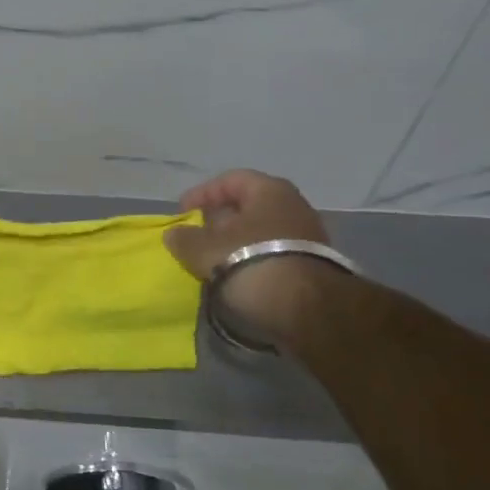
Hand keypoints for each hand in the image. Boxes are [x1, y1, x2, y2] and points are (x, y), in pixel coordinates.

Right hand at [163, 170, 337, 345]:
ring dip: (237, 242)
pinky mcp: (314, 264)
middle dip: (220, 220)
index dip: (202, 194)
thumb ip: (184, 238)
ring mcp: (308, 235)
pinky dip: (254, 258)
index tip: (182, 213)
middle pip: (249, 205)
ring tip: (215, 260)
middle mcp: (294, 205)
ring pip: (262, 230)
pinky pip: (274, 252)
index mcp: (270, 190)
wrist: (307, 308)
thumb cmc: (250, 261)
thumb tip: (175, 233)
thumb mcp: (204, 249)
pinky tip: (238, 275)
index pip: (230, 180)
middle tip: (198, 236)